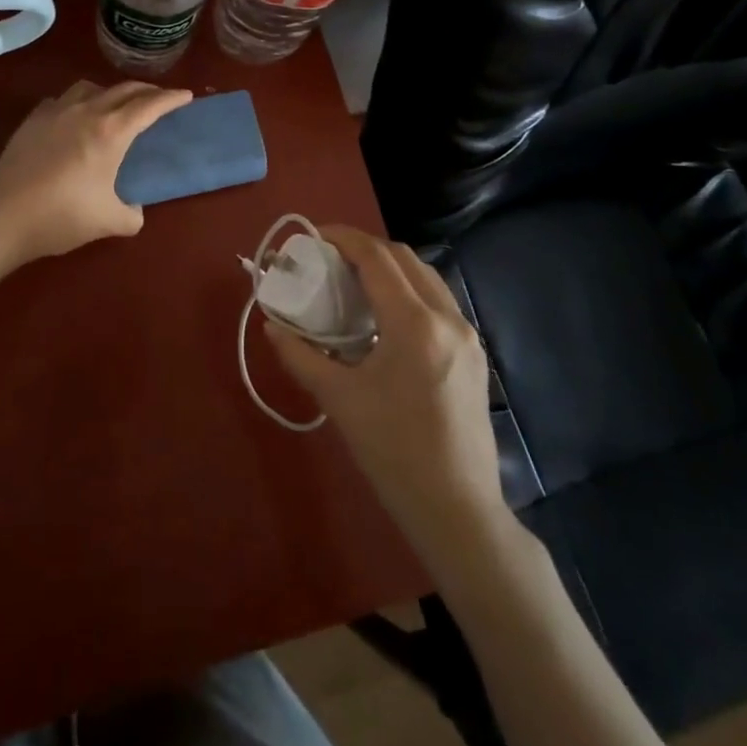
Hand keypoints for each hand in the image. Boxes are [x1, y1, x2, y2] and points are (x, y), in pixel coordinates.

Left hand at [0, 81, 190, 266]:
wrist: (3, 217)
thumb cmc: (62, 217)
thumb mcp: (109, 222)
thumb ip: (132, 214)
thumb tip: (134, 210)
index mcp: (111, 131)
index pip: (149, 105)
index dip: (171, 99)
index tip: (186, 95)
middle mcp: (86, 112)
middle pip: (123, 89)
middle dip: (146, 91)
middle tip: (159, 98)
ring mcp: (55, 112)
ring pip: (90, 87)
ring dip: (110, 91)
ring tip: (115, 105)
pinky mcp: (32, 121)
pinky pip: (62, 99)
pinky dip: (78, 102)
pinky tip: (74, 117)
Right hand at [264, 225, 508, 553]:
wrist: (457, 509)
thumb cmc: (392, 452)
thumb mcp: (338, 399)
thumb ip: (300, 355)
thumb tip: (272, 325)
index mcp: (414, 324)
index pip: (376, 258)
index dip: (342, 238)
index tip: (313, 236)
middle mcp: (447, 318)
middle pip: (403, 257)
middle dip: (364, 248)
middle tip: (328, 258)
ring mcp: (467, 335)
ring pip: (425, 276)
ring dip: (389, 267)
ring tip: (353, 281)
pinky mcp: (474, 353)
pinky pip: (437, 301)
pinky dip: (408, 290)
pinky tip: (384, 315)